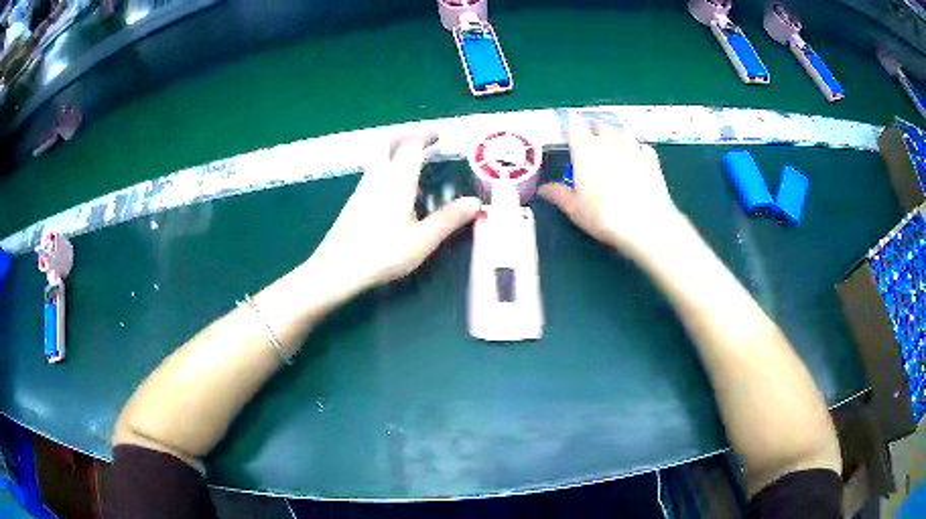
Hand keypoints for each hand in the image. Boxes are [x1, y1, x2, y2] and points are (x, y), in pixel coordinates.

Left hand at [309, 134, 480, 297]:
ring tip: (413, 167)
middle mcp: (377, 177)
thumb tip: (475, 203)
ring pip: (376, 159)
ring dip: (393, 152)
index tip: (438, 136)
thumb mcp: (423, 239)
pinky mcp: (353, 203)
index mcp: (397, 180)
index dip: (425, 136)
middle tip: (421, 141)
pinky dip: (386, 170)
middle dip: (404, 135)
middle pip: (386, 143)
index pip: (411, 145)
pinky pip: (372, 175)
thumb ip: (449, 218)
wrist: (338, 269)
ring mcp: (361, 189)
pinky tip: (394, 193)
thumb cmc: (383, 252)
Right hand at [539, 121, 682, 256]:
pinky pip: (642, 147)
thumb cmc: (604, 216)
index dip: (571, 134)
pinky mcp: (651, 158)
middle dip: (595, 133)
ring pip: (621, 132)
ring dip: (616, 138)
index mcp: (585, 149)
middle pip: (600, 126)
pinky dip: (637, 151)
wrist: (646, 223)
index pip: (574, 129)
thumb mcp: (575, 209)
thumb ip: (558, 194)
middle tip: (592, 149)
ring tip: (614, 153)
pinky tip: (637, 163)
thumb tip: (542, 189)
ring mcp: (632, 147)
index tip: (570, 144)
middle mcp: (608, 141)